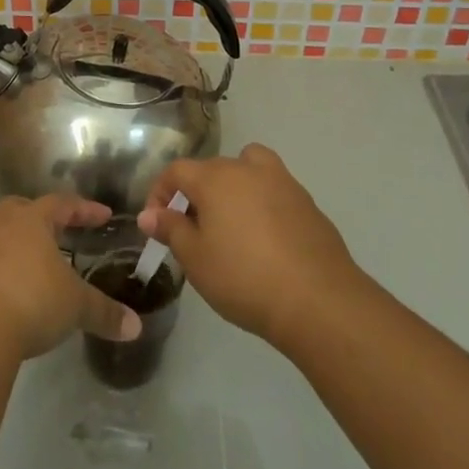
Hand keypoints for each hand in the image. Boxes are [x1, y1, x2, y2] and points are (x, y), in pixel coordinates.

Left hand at [0, 195, 142, 359]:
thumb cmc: (31, 302)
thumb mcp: (75, 307)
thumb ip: (104, 313)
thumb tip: (135, 326)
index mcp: (28, 221)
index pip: (61, 204)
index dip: (82, 210)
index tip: (101, 216)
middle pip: (9, 210)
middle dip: (26, 220)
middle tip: (43, 239)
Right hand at [137, 144, 365, 350]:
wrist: (318, 300)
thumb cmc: (244, 277)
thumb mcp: (195, 259)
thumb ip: (171, 230)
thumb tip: (150, 214)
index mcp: (215, 178)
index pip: (176, 171)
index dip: (160, 192)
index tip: (156, 222)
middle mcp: (247, 169)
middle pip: (212, 169)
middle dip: (196, 194)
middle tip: (192, 230)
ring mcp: (282, 182)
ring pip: (249, 168)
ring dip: (234, 186)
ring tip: (232, 222)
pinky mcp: (308, 203)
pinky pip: (275, 191)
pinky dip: (263, 203)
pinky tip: (264, 240)